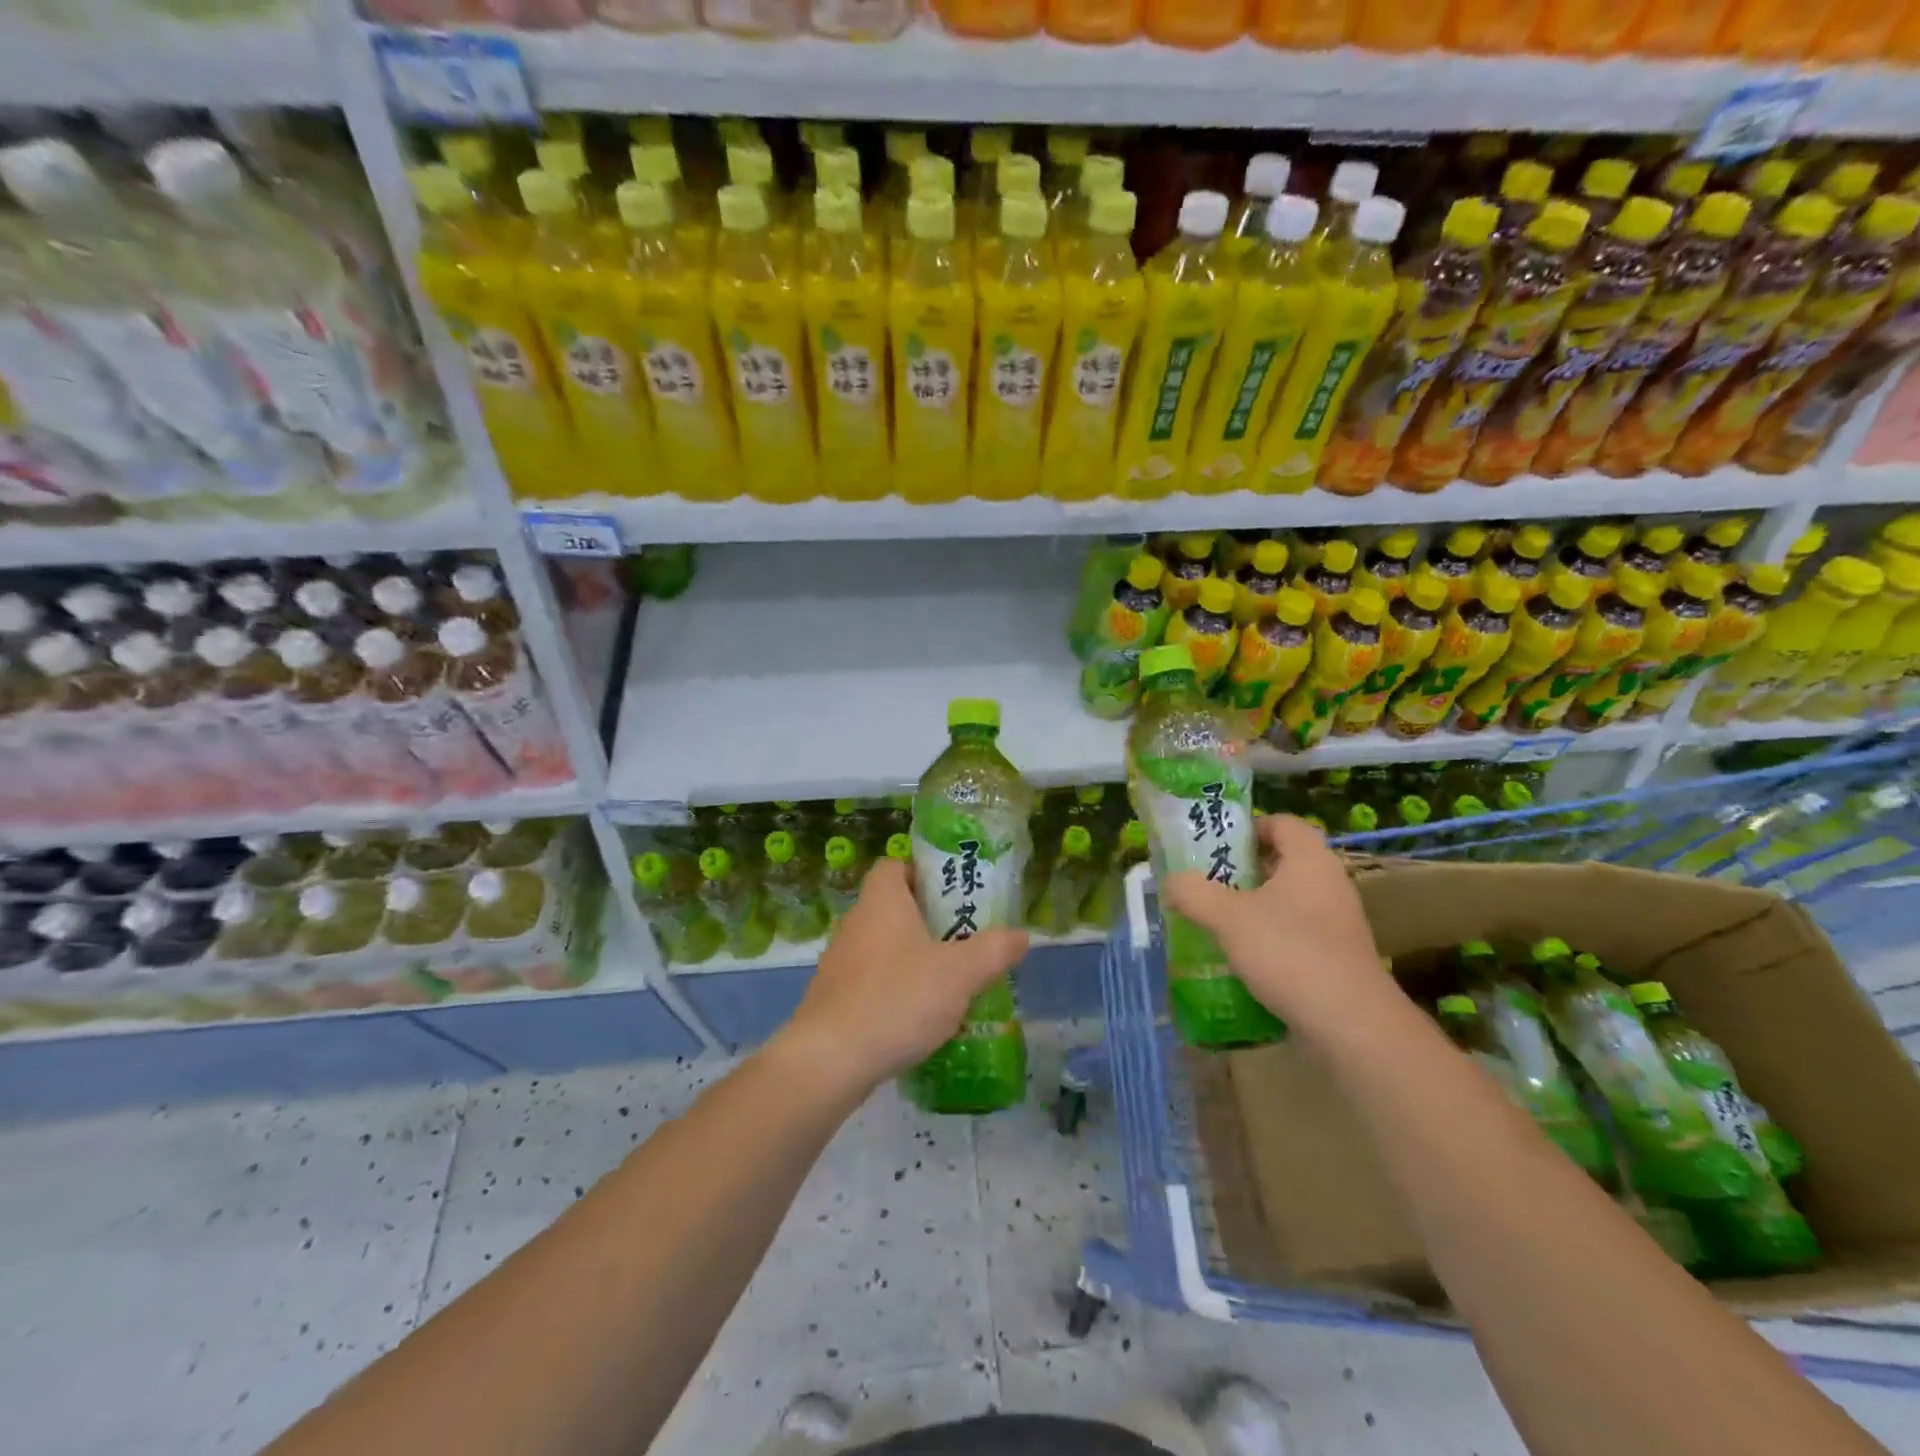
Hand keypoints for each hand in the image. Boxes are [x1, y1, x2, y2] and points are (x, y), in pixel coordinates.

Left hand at [776, 856, 1028, 1091]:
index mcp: (882, 901)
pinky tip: (918, 1016)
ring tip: (948, 980)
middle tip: (964, 938)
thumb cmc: (898, 999)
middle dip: (929, 920)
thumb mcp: (960, 973)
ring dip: (913, 957)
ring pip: (883, 946)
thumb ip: (994, 950)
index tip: (954, 894)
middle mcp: (856, 922)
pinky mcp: (833, 997)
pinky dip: (895, 988)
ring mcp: (840, 961)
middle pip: (894, 906)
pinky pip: (871, 980)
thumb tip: (1022, 935)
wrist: (830, 1059)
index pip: (895, 865)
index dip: (924, 872)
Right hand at [1162, 814, 1392, 1035]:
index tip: (1215, 845)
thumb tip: (1170, 881)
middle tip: (1206, 882)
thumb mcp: (1227, 917)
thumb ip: (1193, 893)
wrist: (1350, 1024)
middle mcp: (1329, 884)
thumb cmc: (1289, 952)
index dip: (1248, 827)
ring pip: (1287, 901)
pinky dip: (1268, 939)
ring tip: (1215, 921)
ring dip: (1252, 907)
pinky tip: (1241, 958)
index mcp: (1309, 860)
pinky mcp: (1336, 958)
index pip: (1282, 823)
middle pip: (1282, 862)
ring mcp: (1337, 923)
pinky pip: (1296, 935)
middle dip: (1242, 870)